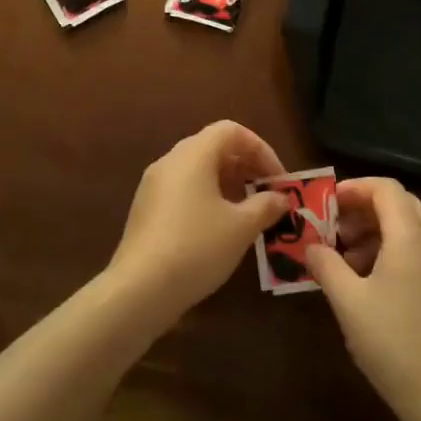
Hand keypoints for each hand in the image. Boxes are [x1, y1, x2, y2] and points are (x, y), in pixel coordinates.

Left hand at [107, 121, 289, 323]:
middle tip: (268, 195)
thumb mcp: (241, 227)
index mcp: (193, 155)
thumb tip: (280, 198)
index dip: (261, 149)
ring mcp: (153, 186)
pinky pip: (183, 190)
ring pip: (197, 171)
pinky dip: (207, 199)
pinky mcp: (146, 210)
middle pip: (213, 148)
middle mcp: (170, 162)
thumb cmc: (197, 247)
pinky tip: (219, 230)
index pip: (231, 131)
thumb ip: (265, 206)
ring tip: (248, 214)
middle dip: (246, 167)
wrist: (140, 289)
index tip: (278, 180)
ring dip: (227, 185)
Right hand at [305, 178, 420, 420]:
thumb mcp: (348, 301)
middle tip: (332, 226)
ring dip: (373, 231)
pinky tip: (362, 281)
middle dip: (362, 208)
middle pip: (399, 204)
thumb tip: (310, 246)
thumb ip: (326, 265)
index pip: (386, 188)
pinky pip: (413, 253)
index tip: (325, 203)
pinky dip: (386, 251)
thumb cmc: (393, 343)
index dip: (354, 188)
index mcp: (411, 238)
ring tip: (340, 256)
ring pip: (407, 229)